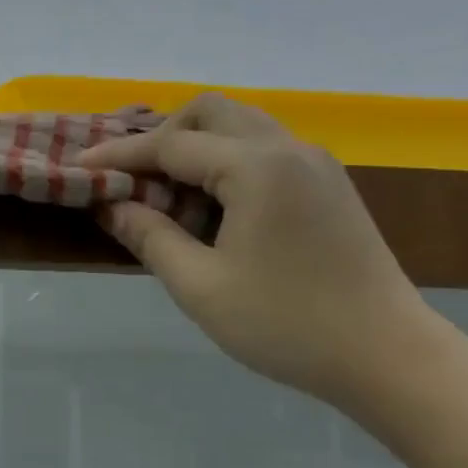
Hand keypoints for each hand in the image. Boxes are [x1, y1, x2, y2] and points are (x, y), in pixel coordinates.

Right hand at [77, 94, 453, 407]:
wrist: (388, 355)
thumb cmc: (286, 324)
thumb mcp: (200, 286)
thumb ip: (150, 237)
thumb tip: (112, 205)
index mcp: (257, 168)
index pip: (172, 145)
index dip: (120, 155)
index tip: (80, 164)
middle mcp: (289, 149)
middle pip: (211, 111)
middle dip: (161, 135)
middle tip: (129, 174)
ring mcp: (315, 164)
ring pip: (241, 125)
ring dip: (195, 145)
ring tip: (163, 188)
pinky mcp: (328, 185)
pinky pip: (264, 149)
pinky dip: (225, 159)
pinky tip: (210, 203)